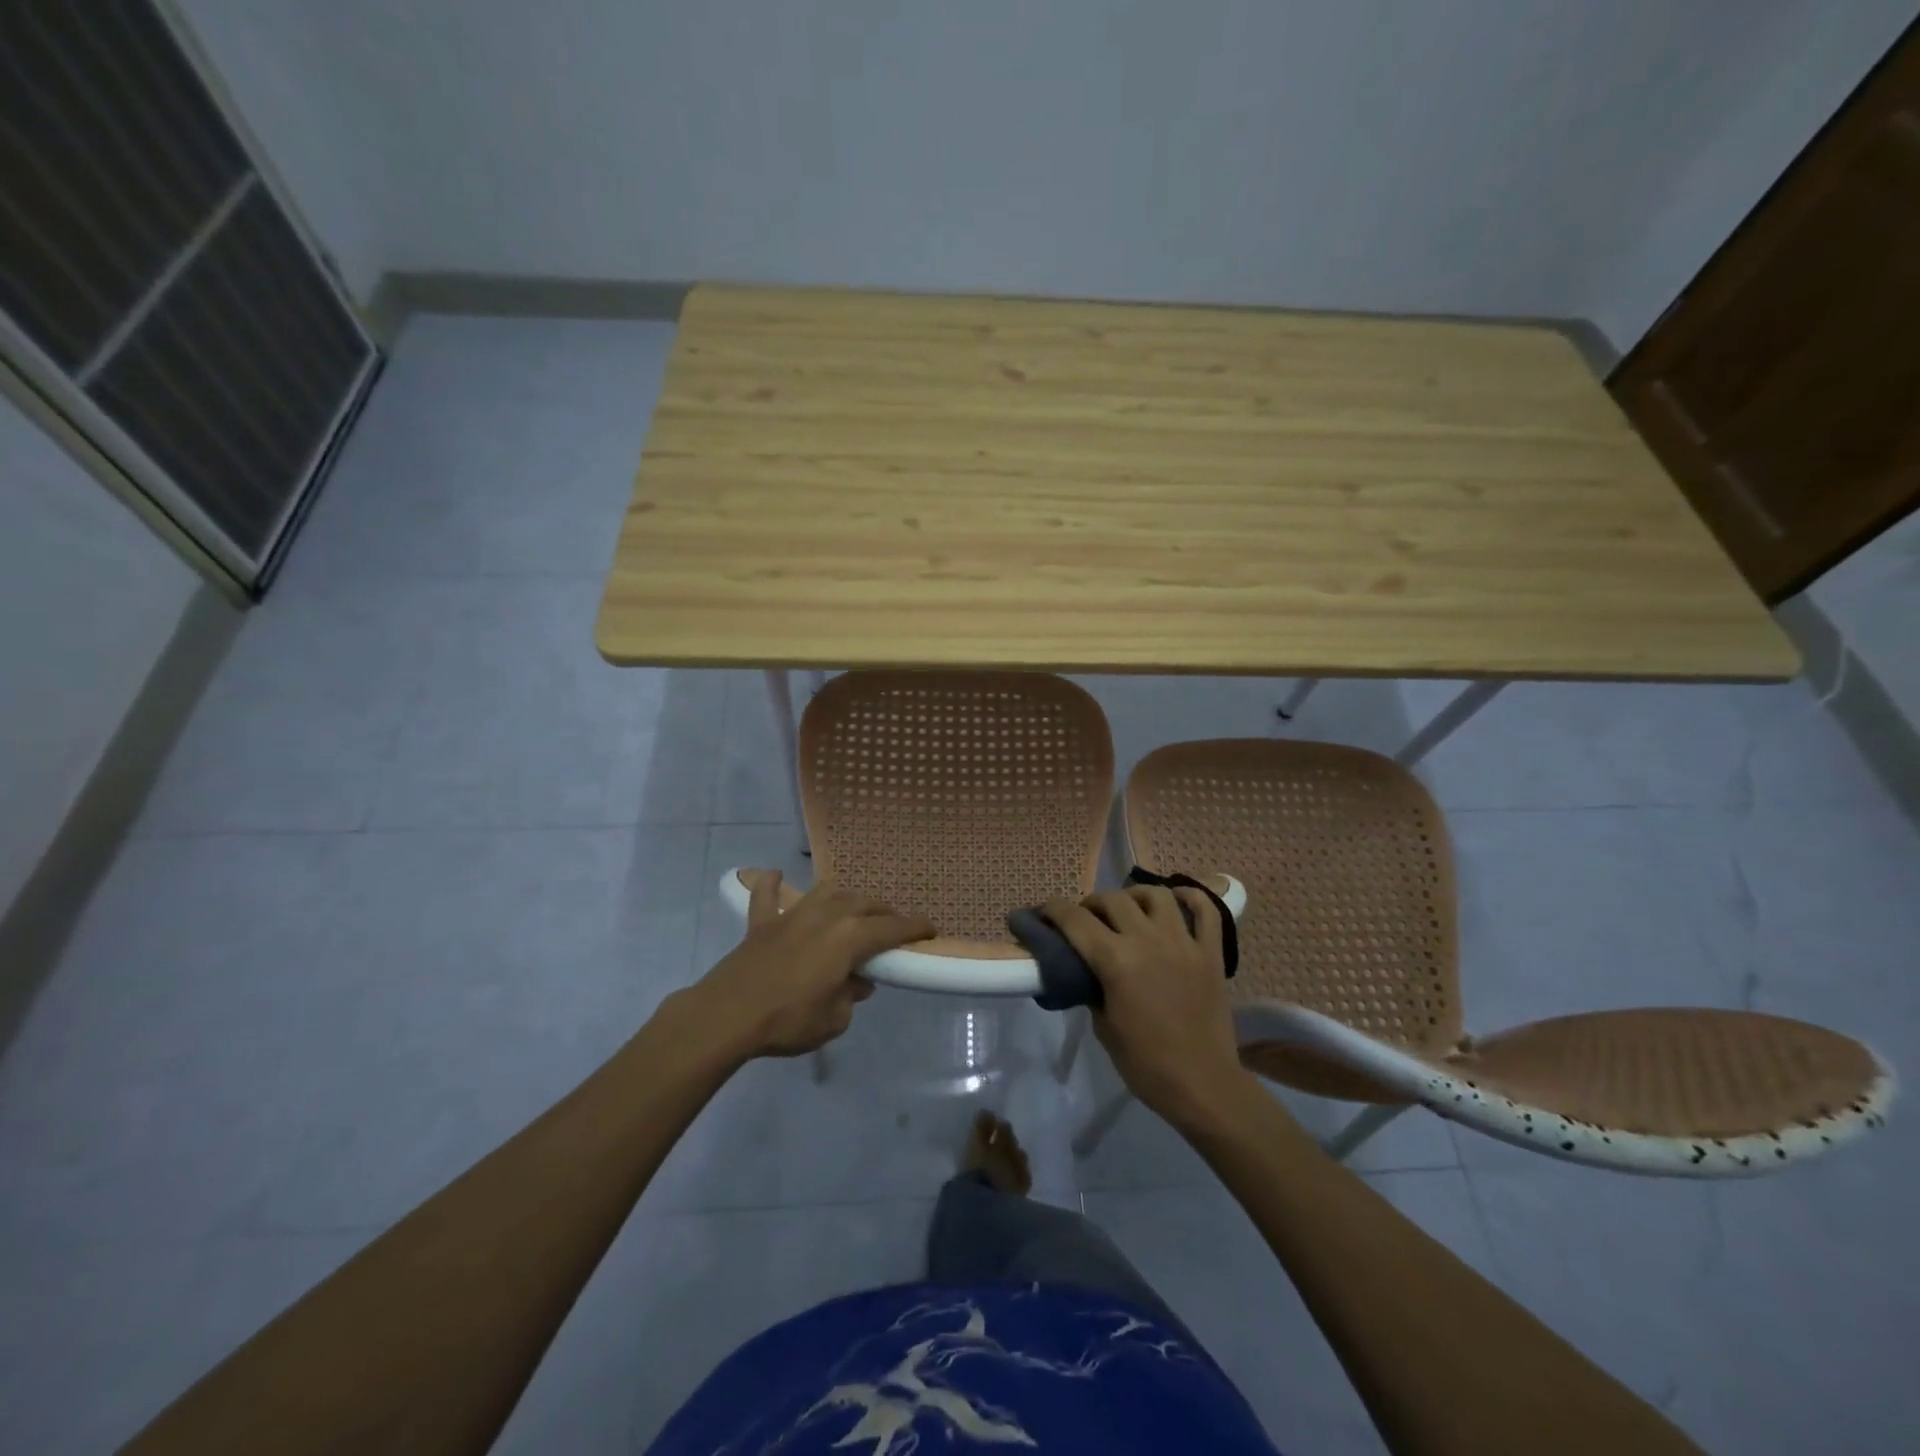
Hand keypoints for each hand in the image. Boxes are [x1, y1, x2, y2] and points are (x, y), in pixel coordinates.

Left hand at [674, 872, 934, 1061]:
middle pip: (864, 904)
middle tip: (893, 927)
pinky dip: (773, 885)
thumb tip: (856, 983)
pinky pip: (767, 896)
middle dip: (883, 913)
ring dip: (845, 899)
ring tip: (852, 909)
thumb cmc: (788, 1020)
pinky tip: (775, 875)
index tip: (931, 930)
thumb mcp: (834, 1020)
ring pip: (827, 893)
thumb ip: (850, 997)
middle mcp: (826, 915)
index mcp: (850, 937)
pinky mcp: (761, 923)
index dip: (915, 928)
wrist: (727, 1016)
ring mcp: (792, 915)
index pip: (893, 928)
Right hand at [1043, 885, 1254, 1131]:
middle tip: (1086, 919)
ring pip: (1156, 895)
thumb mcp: (1103, 1027)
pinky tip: (1175, 904)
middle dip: (1091, 904)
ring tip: (1128, 910)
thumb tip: (1087, 970)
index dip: (1052, 910)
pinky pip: (1205, 910)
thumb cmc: (1146, 1064)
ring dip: (1134, 896)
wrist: (1202, 1086)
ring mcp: (1184, 943)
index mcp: (1116, 961)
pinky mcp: (1211, 953)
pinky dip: (1191, 898)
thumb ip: (1092, 988)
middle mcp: (1149, 941)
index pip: (1075, 920)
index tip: (1041, 911)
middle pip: (1113, 900)